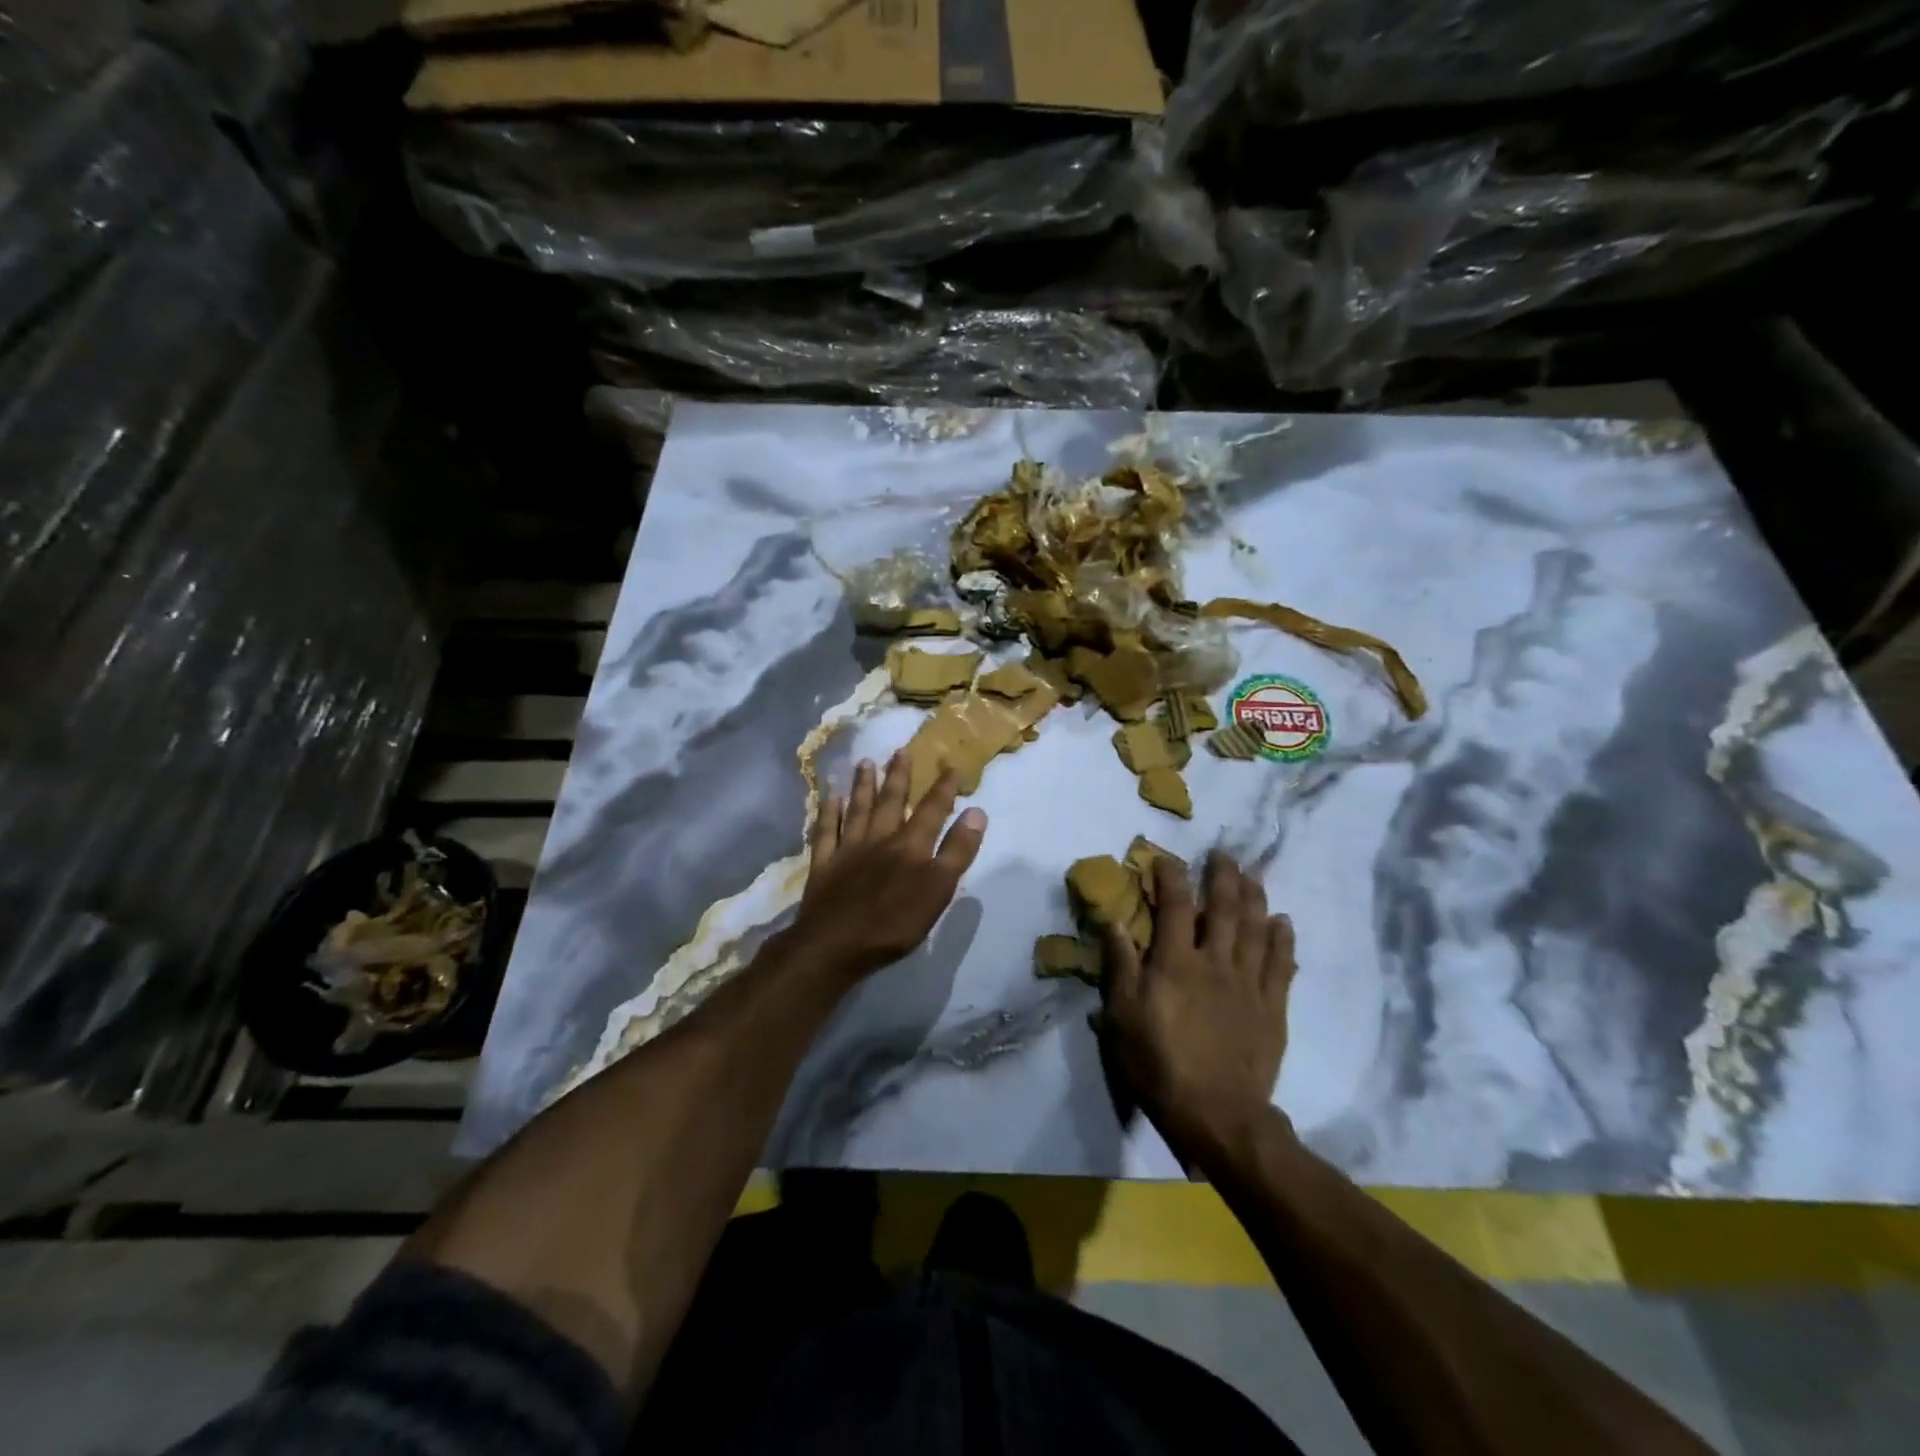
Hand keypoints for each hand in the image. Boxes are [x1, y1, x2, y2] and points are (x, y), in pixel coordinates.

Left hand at [790, 751, 987, 981]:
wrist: (835, 944)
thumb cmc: (894, 923)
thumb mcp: (938, 890)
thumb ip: (957, 851)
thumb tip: (976, 812)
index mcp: (910, 846)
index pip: (932, 809)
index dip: (943, 788)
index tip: (951, 765)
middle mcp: (879, 838)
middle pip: (891, 801)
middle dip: (898, 775)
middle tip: (901, 750)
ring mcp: (847, 849)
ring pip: (857, 809)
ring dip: (863, 785)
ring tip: (865, 762)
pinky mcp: (823, 864)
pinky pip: (825, 831)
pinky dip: (828, 813)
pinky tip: (829, 798)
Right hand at [1099, 851, 1297, 1164]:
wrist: (1217, 1113)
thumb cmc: (1159, 1063)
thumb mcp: (1122, 1015)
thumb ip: (1120, 964)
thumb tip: (1113, 919)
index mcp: (1176, 962)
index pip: (1176, 906)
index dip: (1172, 877)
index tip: (1168, 859)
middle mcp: (1216, 962)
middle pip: (1224, 909)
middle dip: (1222, 877)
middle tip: (1224, 854)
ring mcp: (1248, 983)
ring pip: (1256, 929)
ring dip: (1255, 898)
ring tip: (1253, 876)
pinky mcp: (1272, 1007)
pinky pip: (1281, 964)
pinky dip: (1282, 940)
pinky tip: (1283, 923)